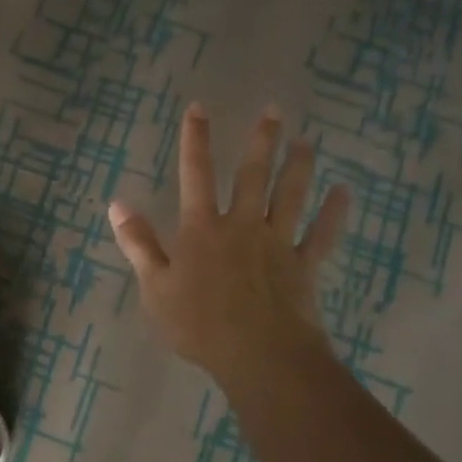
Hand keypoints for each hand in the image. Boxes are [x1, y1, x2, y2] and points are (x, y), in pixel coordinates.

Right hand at [108, 104, 345, 381]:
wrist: (258, 354)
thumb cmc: (199, 324)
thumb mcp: (155, 287)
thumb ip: (139, 244)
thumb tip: (118, 204)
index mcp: (202, 229)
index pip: (195, 175)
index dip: (196, 140)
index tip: (199, 107)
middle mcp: (241, 226)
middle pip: (252, 175)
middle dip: (261, 141)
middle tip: (273, 111)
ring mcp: (276, 243)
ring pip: (289, 196)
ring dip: (298, 166)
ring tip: (306, 141)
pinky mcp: (303, 265)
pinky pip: (321, 234)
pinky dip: (333, 213)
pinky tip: (343, 192)